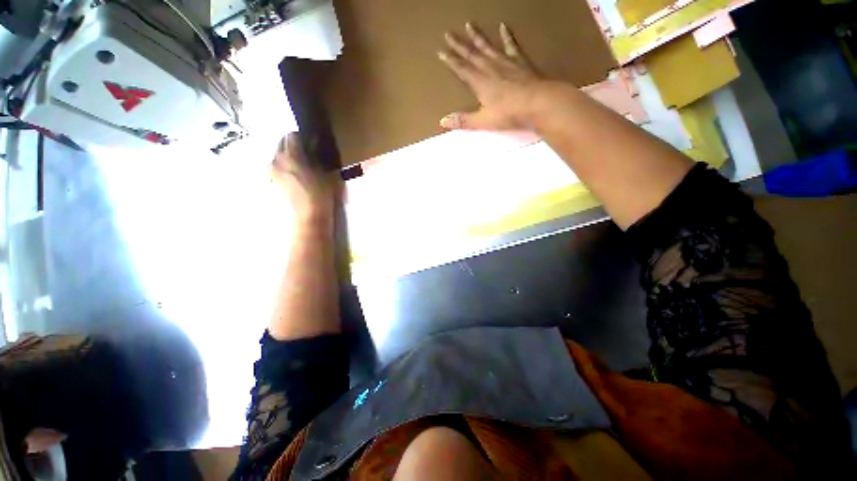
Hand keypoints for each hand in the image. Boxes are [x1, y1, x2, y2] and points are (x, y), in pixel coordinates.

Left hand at [270, 133, 340, 225]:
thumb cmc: (321, 195)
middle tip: (307, 154)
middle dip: (292, 145)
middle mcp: (276, 161)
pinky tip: (296, 177)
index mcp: (290, 156)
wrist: (309, 217)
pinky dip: (285, 168)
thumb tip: (314, 142)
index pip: (292, 135)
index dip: (303, 137)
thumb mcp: (324, 173)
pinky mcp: (272, 183)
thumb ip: (317, 156)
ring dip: (288, 157)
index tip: (312, 143)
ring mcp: (272, 172)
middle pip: (281, 144)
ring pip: (278, 156)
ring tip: (302, 166)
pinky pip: (277, 168)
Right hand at [438, 23, 542, 130]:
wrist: (537, 102)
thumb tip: (442, 122)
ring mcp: (505, 62)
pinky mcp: (519, 61)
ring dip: (477, 37)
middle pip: (472, 54)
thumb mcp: (483, 121)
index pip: (461, 69)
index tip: (440, 51)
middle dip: (459, 45)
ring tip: (469, 25)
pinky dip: (506, 36)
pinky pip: (511, 46)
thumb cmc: (509, 114)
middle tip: (448, 33)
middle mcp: (490, 68)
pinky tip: (503, 26)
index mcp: (480, 82)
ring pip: (488, 47)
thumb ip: (463, 120)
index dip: (451, 61)